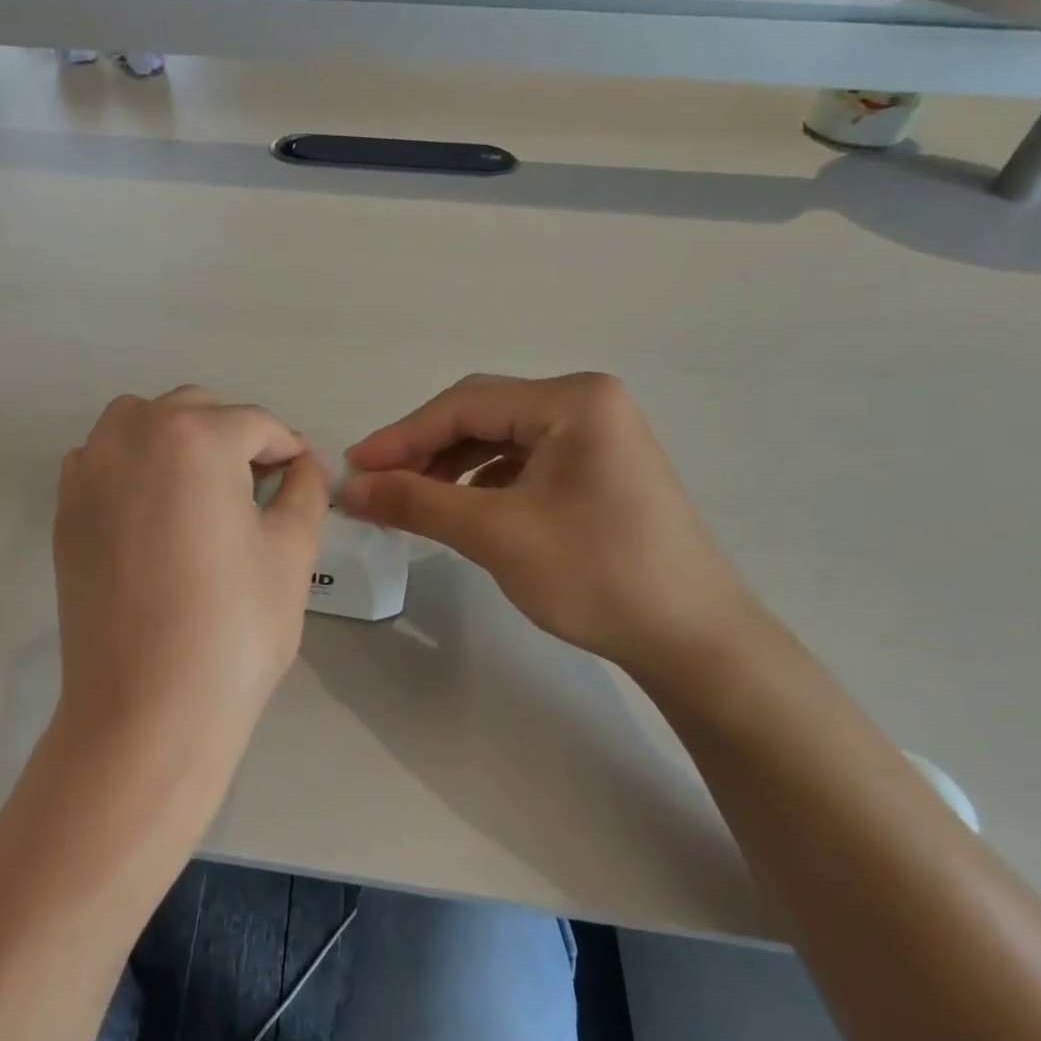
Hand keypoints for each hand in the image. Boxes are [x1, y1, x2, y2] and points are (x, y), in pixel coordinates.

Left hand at [51, 386, 328, 787]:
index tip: (305, 477)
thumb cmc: (233, 627)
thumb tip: (305, 464)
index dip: (289, 448)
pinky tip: (158, 514)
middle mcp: (131, 435)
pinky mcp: (65, 510)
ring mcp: (88, 471)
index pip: (255, 423)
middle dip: (235, 437)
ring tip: (207, 493)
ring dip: (180, 441)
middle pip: (196, 411)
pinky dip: (137, 466)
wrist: (146, 707)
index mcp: (193, 437)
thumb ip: (305, 490)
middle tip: (262, 488)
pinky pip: (105, 459)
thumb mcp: (291, 551)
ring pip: (141, 424)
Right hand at [339, 373, 750, 673]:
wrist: (691, 639)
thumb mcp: (496, 533)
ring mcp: (596, 436)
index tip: (352, 468)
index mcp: (573, 401)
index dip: (400, 436)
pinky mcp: (595, 469)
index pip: (464, 405)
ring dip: (448, 465)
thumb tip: (348, 488)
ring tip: (409, 499)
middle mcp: (587, 404)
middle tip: (375, 485)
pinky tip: (459, 508)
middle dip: (423, 449)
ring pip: (498, 439)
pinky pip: (521, 462)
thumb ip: (416, 501)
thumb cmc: (596, 575)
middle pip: (481, 415)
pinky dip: (480, 481)